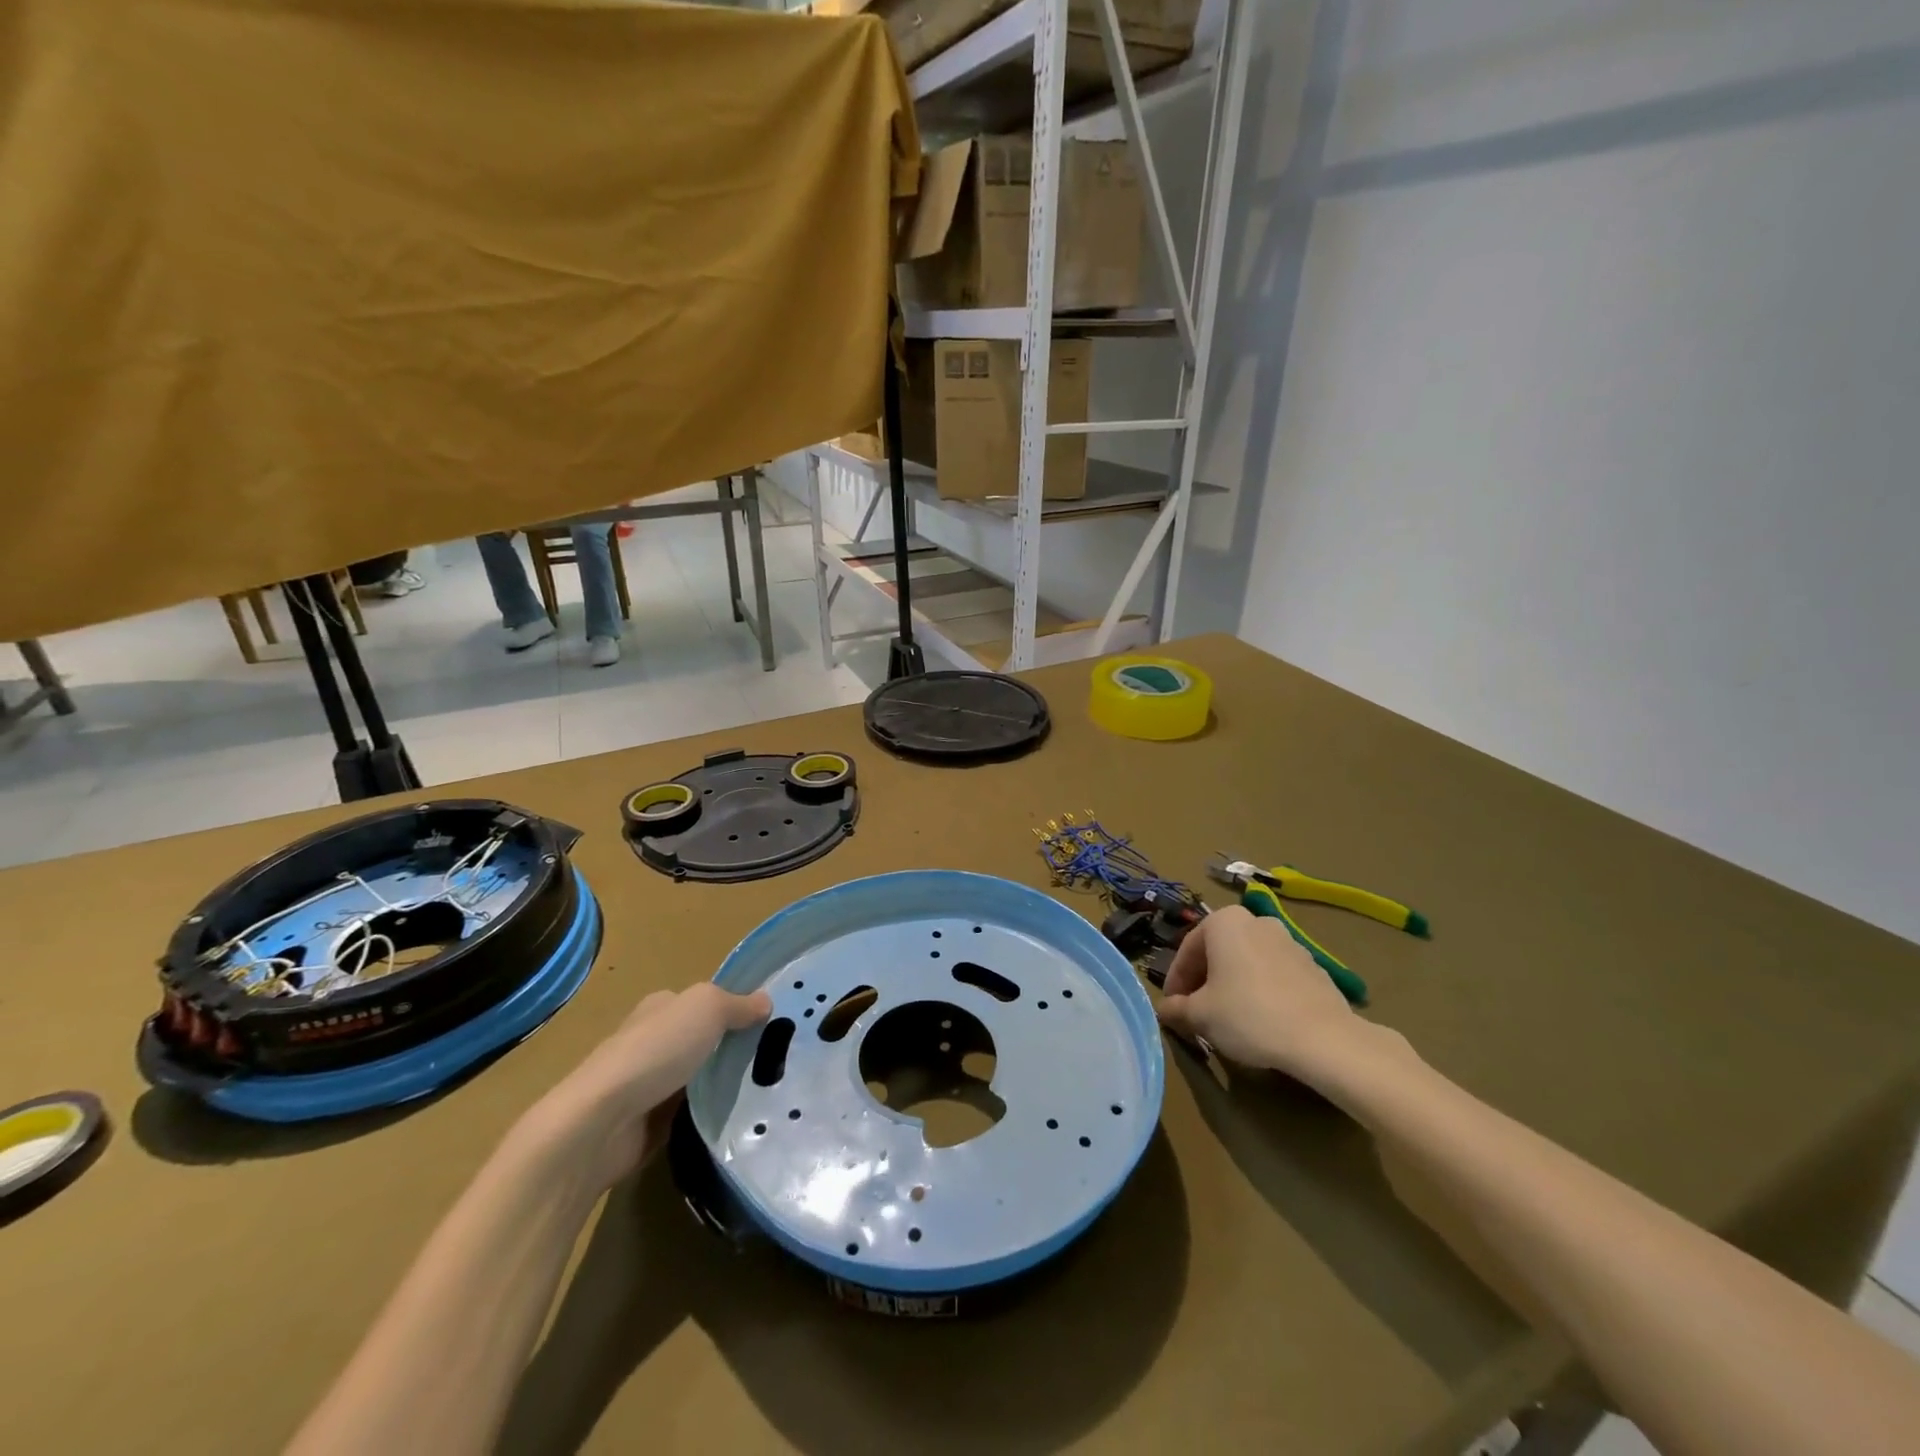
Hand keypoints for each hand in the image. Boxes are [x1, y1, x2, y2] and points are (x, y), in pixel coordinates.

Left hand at [532, 982, 770, 1190]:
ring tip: (767, 1090)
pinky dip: (710, 1113)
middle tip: (777, 1058)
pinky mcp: (650, 1122)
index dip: (737, 1008)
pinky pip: (691, 1112)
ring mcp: (650, 1083)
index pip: (706, 1001)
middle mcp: (654, 1040)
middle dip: (735, 1048)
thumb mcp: (706, 1009)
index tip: (772, 1023)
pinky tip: (738, 1117)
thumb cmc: (655, 1052)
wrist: (600, 1123)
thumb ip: (738, 1005)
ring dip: (724, 1083)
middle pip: (705, 1039)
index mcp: (662, 1007)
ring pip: (700, 1076)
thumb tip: (766, 1001)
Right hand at [1157, 905, 1372, 1081]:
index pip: (1187, 950)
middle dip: (1204, 981)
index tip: (1172, 1007)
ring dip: (1232, 985)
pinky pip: (1273, 975)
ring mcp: (1289, 941)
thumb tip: (1164, 1009)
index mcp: (1224, 921)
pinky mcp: (1313, 966)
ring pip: (1246, 962)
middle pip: (1218, 952)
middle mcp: (1256, 921)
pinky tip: (1261, 1020)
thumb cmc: (1249, 1015)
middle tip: (1196, 1011)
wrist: (1324, 1038)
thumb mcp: (1200, 1015)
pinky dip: (1260, 991)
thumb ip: (1176, 1008)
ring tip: (1228, 1019)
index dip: (1175, 981)